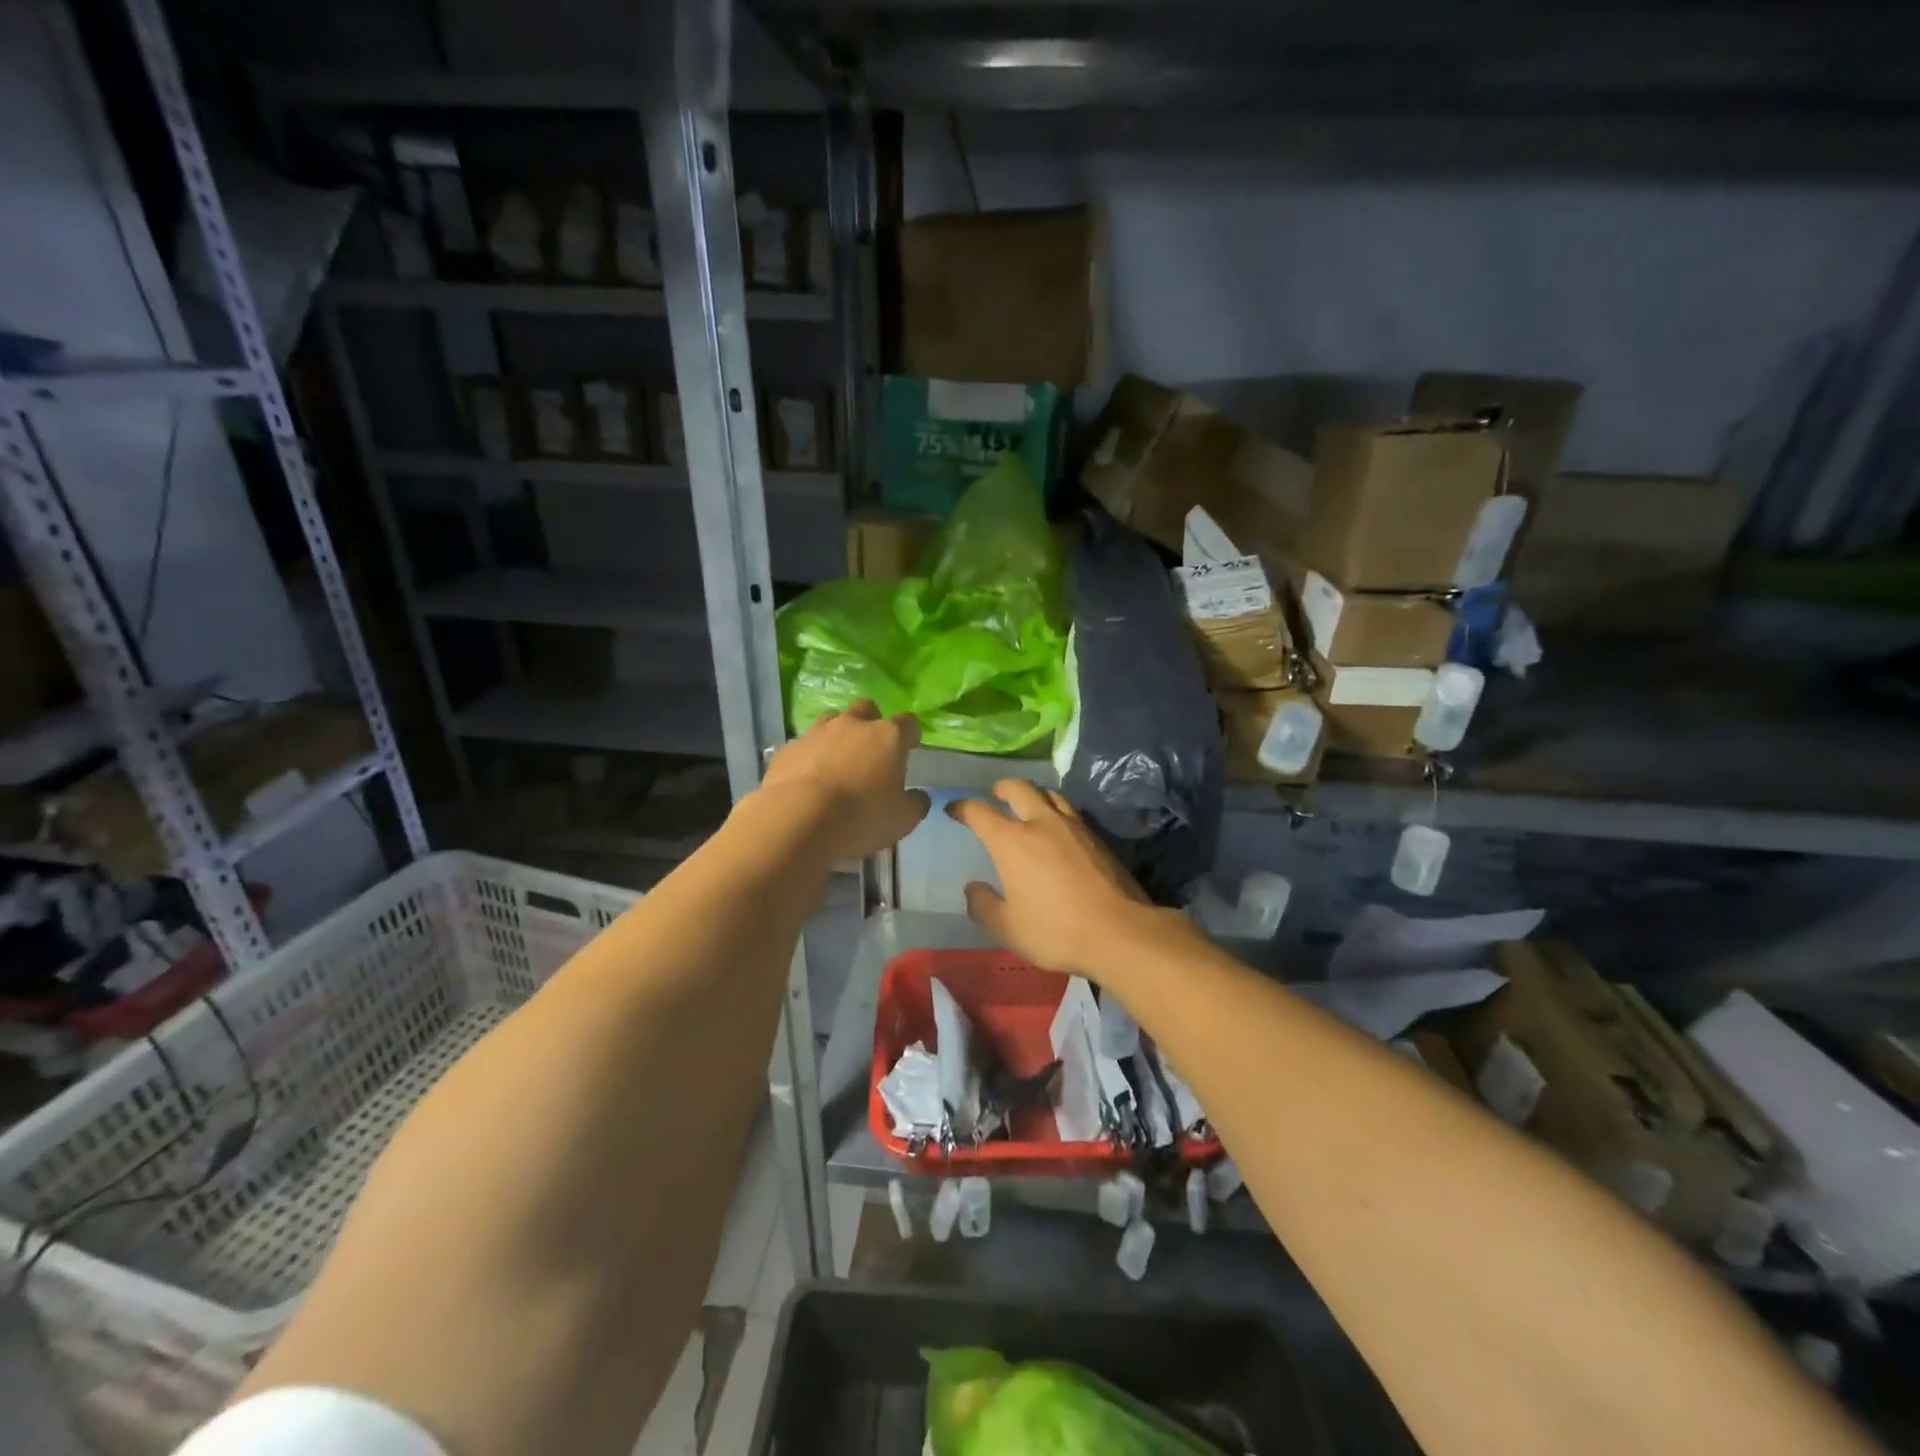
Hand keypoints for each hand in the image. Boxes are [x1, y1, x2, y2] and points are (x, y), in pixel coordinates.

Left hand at [757, 701, 929, 859]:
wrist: (800, 818)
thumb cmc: (862, 816)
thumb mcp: (903, 820)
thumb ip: (915, 804)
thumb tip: (919, 797)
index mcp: (888, 736)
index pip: (907, 723)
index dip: (910, 734)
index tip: (910, 747)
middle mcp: (853, 725)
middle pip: (866, 709)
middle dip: (871, 723)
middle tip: (871, 749)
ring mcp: (817, 732)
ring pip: (831, 721)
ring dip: (837, 735)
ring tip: (837, 761)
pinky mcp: (788, 748)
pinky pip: (804, 744)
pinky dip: (810, 755)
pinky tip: (808, 778)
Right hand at [946, 780, 1173, 981]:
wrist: (1119, 932)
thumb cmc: (1055, 930)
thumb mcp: (1008, 928)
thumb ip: (984, 906)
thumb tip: (973, 888)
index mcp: (1012, 842)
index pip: (980, 812)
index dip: (963, 807)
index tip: (954, 809)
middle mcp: (1041, 823)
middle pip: (1019, 788)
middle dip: (1002, 788)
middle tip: (995, 795)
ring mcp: (1073, 827)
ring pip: (1050, 795)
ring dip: (1034, 795)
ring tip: (1029, 806)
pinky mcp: (1097, 838)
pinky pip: (1071, 812)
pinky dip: (1056, 811)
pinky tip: (1058, 829)